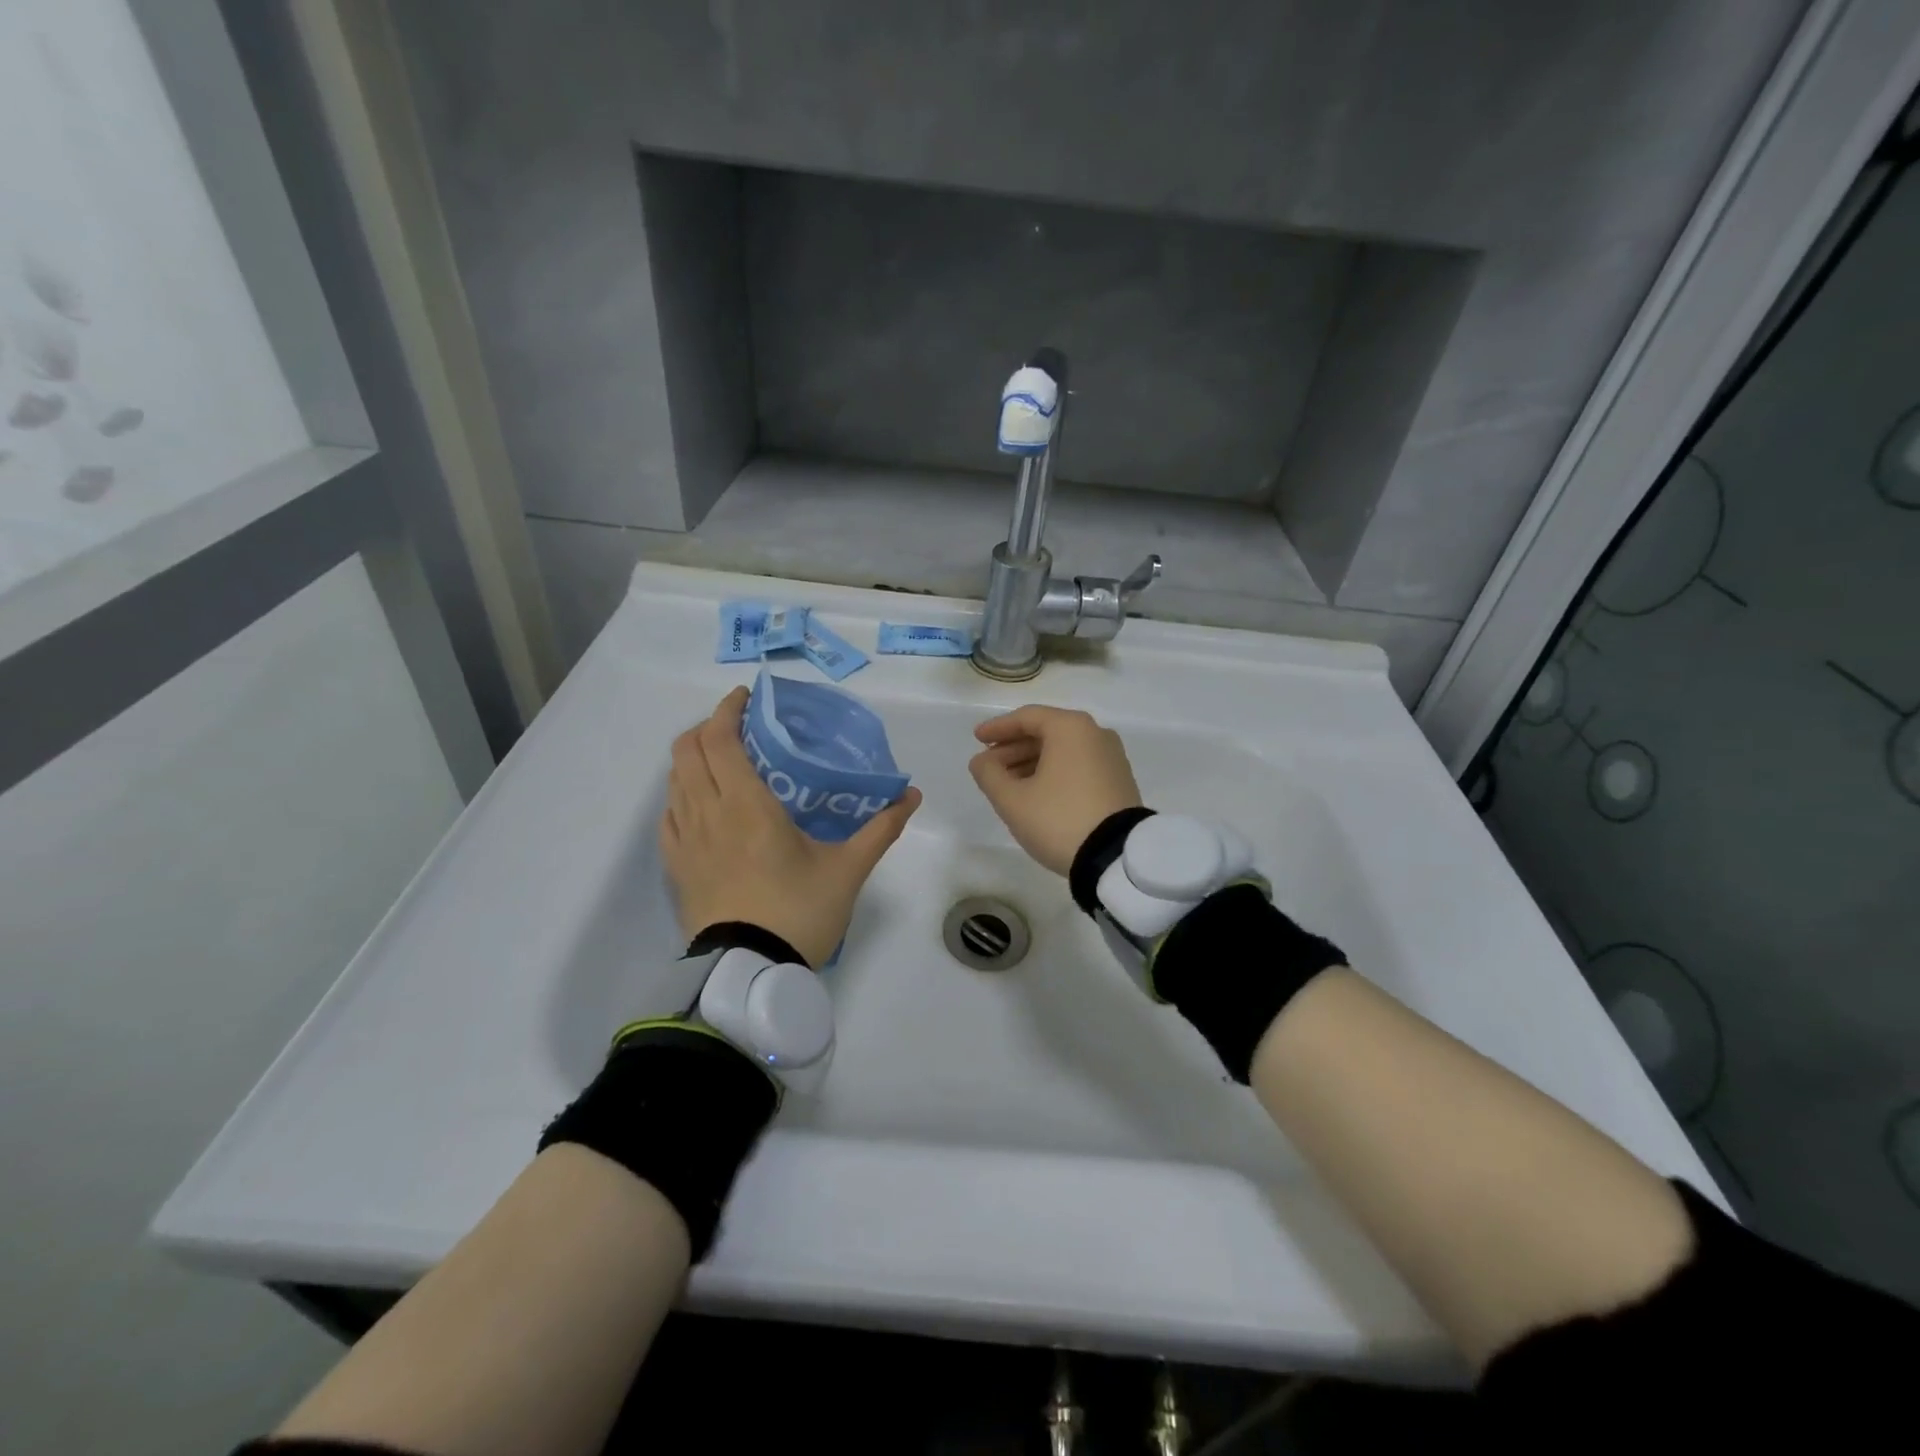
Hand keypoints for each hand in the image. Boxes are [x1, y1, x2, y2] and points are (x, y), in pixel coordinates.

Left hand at [660, 686, 921, 967]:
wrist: (750, 973)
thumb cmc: (799, 912)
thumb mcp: (848, 869)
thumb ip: (880, 828)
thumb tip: (912, 795)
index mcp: (746, 805)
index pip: (720, 739)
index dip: (727, 709)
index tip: (747, 698)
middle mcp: (707, 813)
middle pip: (687, 750)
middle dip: (708, 727)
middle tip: (740, 728)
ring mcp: (685, 840)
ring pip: (674, 779)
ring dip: (694, 758)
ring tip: (725, 762)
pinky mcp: (675, 866)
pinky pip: (669, 814)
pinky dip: (682, 793)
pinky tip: (703, 804)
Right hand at [969, 705, 1142, 875]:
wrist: (1116, 857)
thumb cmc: (1059, 819)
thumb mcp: (1012, 800)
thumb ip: (989, 774)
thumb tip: (982, 761)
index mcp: (1071, 728)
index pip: (1027, 717)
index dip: (998, 728)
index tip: (976, 738)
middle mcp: (1095, 733)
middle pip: (1046, 732)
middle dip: (1014, 748)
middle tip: (989, 766)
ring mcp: (1112, 757)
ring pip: (1063, 750)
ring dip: (1032, 762)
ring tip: (1008, 784)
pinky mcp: (1119, 780)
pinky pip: (1079, 765)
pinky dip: (1054, 772)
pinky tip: (1037, 793)